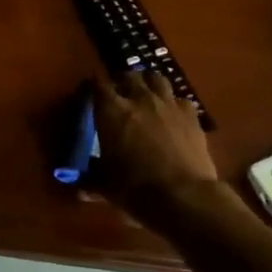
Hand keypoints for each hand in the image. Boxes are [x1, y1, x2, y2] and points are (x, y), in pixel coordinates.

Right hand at [91, 71, 219, 210]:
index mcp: (112, 111)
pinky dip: (173, 103)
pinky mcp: (192, 115)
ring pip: (156, 78)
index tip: (87, 93)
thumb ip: (92, 182)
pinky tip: (172, 115)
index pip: (97, 84)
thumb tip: (80, 190)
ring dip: (148, 83)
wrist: (183, 195)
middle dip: (121, 81)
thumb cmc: (135, 189)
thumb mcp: (106, 187)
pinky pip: (180, 99)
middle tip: (117, 94)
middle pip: (128, 76)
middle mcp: (139, 99)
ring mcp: (168, 104)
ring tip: (145, 94)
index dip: (91, 86)